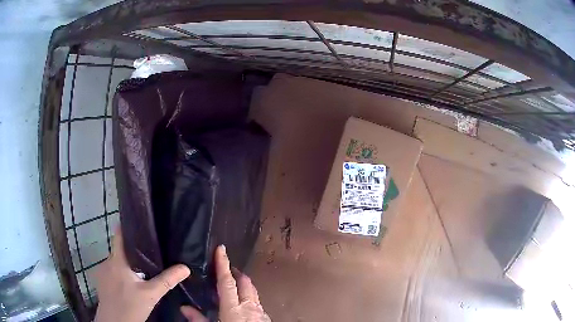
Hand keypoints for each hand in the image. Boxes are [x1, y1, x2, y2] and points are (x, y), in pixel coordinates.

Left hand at [94, 228, 190, 321]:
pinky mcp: (101, 282)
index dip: (127, 227)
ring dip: (126, 264)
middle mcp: (106, 262)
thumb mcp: (151, 295)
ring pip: (115, 262)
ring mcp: (102, 272)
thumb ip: (167, 281)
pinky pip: (111, 271)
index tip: (138, 223)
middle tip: (148, 253)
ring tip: (140, 269)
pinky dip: (120, 273)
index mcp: (117, 261)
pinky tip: (129, 283)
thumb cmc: (130, 306)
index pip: (119, 236)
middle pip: (119, 250)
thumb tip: (185, 267)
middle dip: (132, 251)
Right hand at [180, 245, 270, 321]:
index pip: (227, 282)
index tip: (221, 249)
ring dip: (244, 287)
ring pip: (253, 293)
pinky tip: (244, 306)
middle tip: (226, 269)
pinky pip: (258, 305)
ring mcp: (261, 313)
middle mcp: (250, 307)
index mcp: (233, 309)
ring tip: (234, 287)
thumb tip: (184, 308)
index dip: (223, 264)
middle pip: (245, 283)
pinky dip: (250, 300)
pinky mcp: (266, 319)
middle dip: (236, 273)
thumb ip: (198, 320)